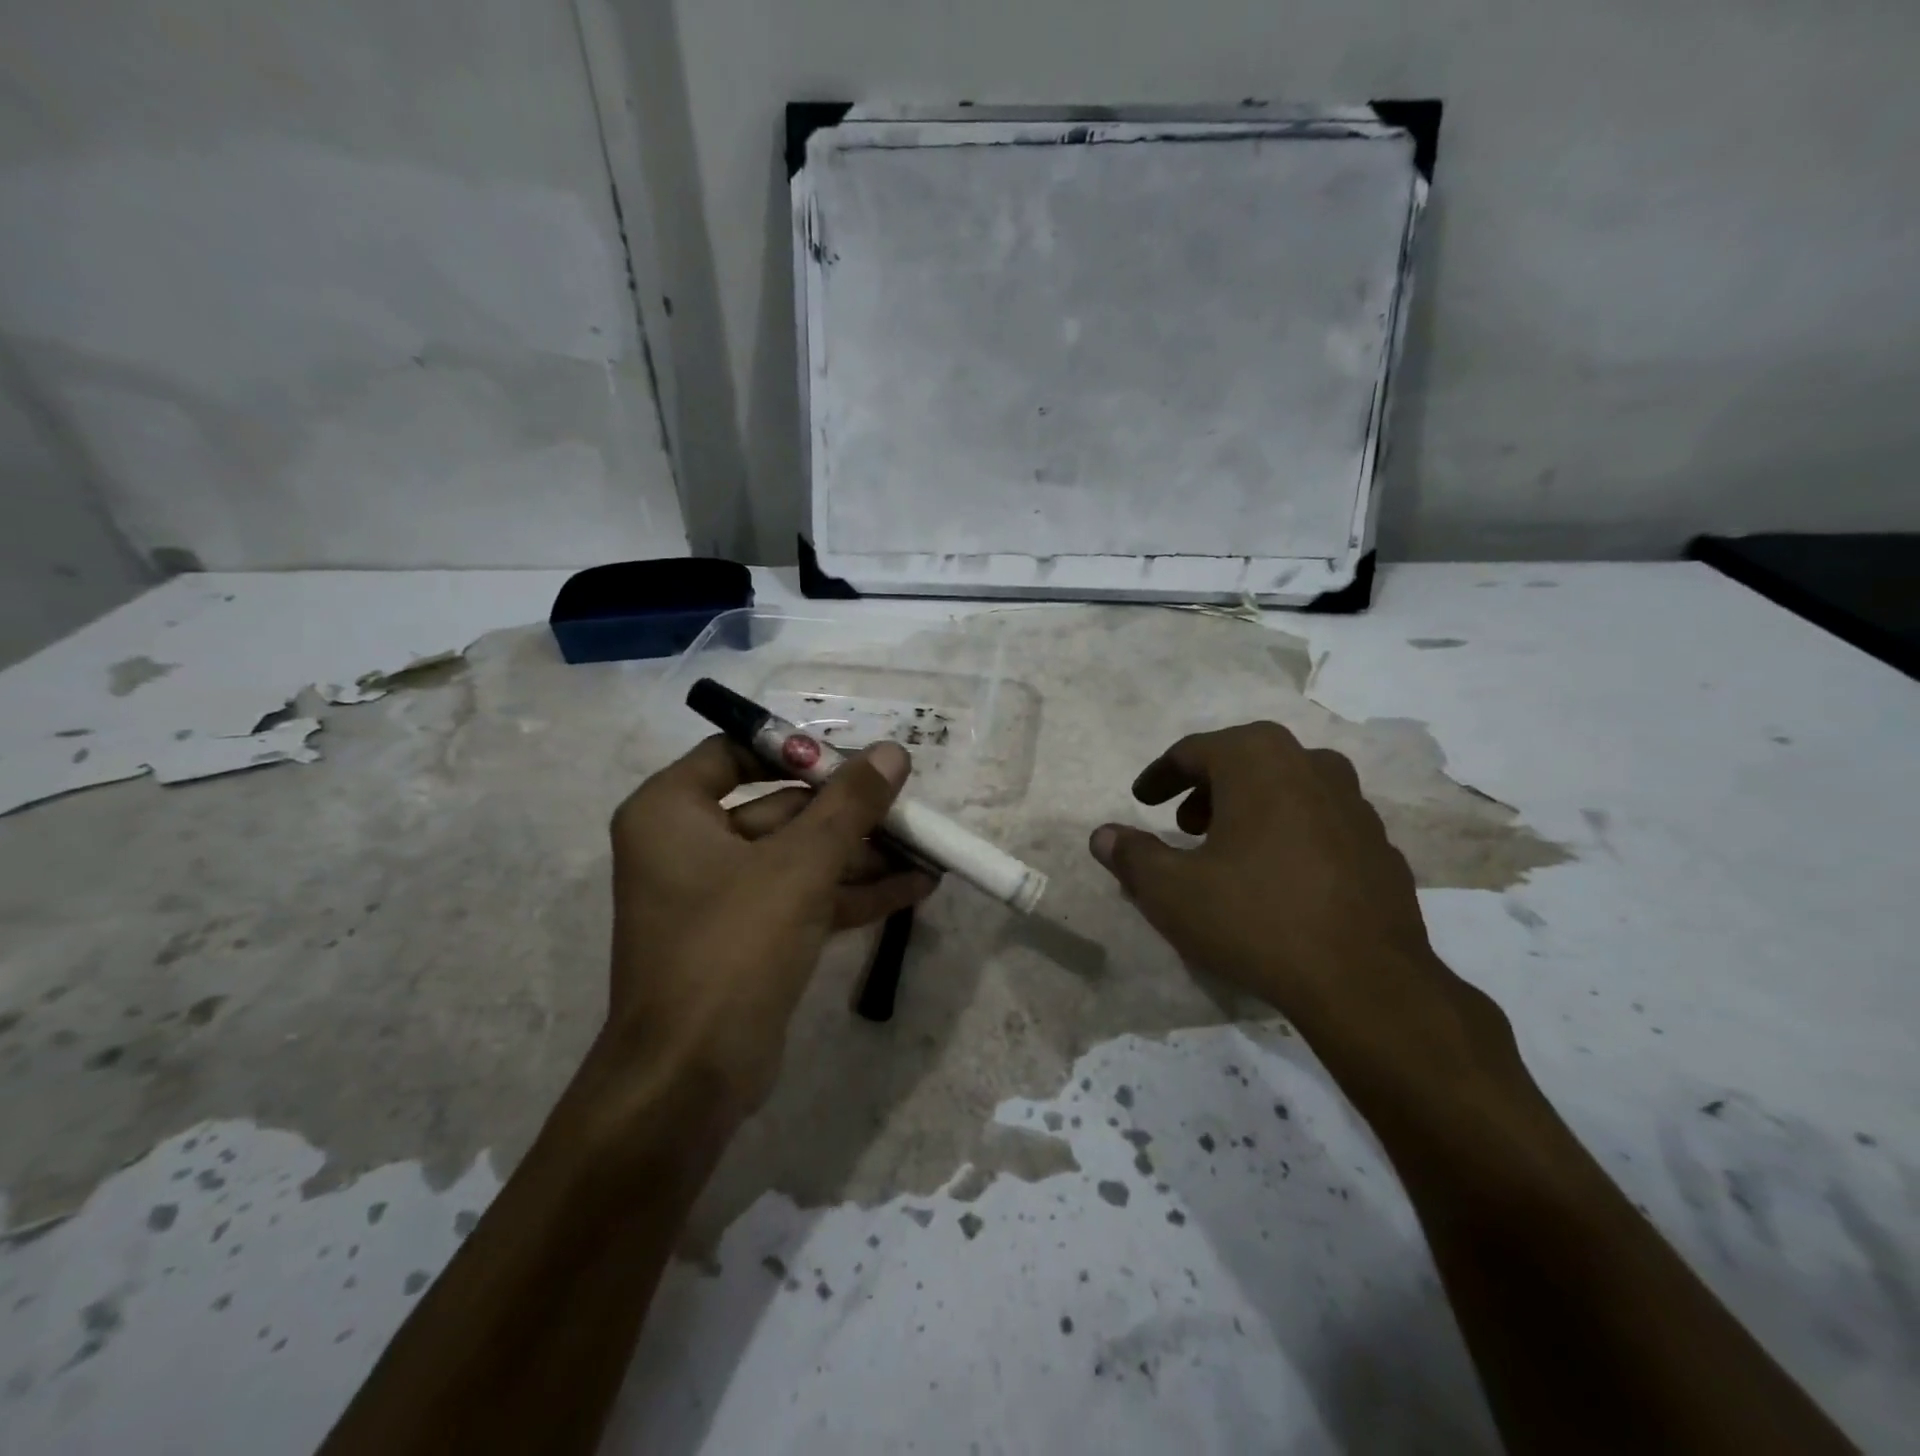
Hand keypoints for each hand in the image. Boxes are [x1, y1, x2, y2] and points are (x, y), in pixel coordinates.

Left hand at [595, 736, 934, 1114]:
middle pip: (778, 807)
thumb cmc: (732, 947)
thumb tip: (893, 752)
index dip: (797, 750)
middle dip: (846, 813)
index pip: (736, 753)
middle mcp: (687, 845)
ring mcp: (718, 896)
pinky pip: (801, 897)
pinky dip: (850, 892)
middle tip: (905, 806)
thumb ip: (850, 804)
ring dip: (859, 854)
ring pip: (797, 856)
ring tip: (924, 848)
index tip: (854, 758)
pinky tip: (912, 888)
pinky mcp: (746, 938)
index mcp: (671, 811)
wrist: (691, 1079)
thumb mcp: (800, 865)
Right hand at [1087, 722, 1450, 1049]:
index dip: (1160, 776)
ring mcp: (1354, 804)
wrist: (1365, 982)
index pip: (1193, 751)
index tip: (1141, 800)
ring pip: (1287, 788)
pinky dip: (1289, 835)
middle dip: (1205, 789)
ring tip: (1227, 850)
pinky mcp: (1379, 845)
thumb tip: (1102, 835)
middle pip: (1244, 762)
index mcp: (1258, 760)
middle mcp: (1311, 765)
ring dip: (1249, 808)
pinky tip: (1278, 878)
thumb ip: (1131, 855)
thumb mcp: (1171, 891)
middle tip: (1182, 825)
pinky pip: (1319, 824)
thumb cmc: (1255, 918)